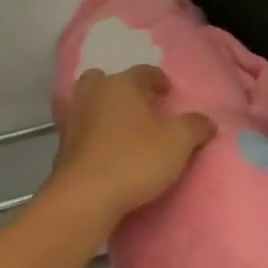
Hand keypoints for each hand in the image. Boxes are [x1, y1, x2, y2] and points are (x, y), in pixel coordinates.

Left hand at [48, 66, 214, 227]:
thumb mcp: (178, 142)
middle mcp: (92, 95)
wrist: (85, 196)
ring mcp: (72, 120)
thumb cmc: (134, 159)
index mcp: (120, 85)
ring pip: (87, 103)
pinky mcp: (62, 147)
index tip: (168, 92)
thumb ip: (195, 126)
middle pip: (103, 80)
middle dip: (120, 88)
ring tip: (122, 129)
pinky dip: (92, 134)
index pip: (142, 72)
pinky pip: (80, 130)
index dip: (158, 79)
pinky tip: (105, 150)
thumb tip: (205, 122)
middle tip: (138, 106)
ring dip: (102, 110)